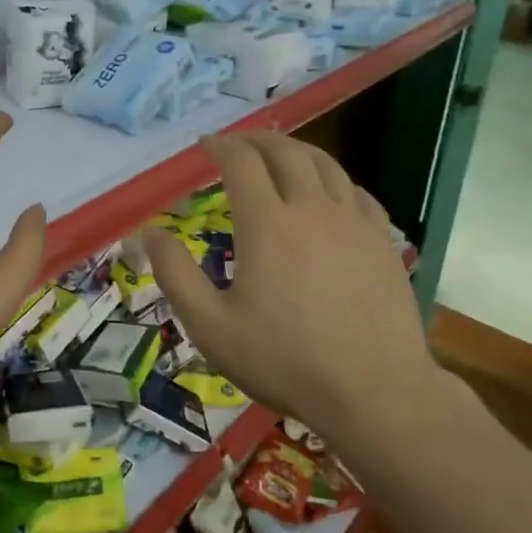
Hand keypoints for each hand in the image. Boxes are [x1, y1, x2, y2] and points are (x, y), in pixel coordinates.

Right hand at [145, 131, 440, 438]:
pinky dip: (334, 180)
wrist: (375, 393)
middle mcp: (311, 209)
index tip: (204, 146)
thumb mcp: (210, 326)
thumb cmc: (284, 360)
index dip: (219, 146)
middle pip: (284, 151)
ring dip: (296, 150)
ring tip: (279, 155)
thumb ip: (175, 274)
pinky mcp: (382, 242)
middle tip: (238, 144)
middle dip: (256, 139)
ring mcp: (353, 223)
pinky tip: (329, 193)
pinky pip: (357, 192)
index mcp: (266, 224)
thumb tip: (149, 232)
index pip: (240, 161)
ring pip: (325, 164)